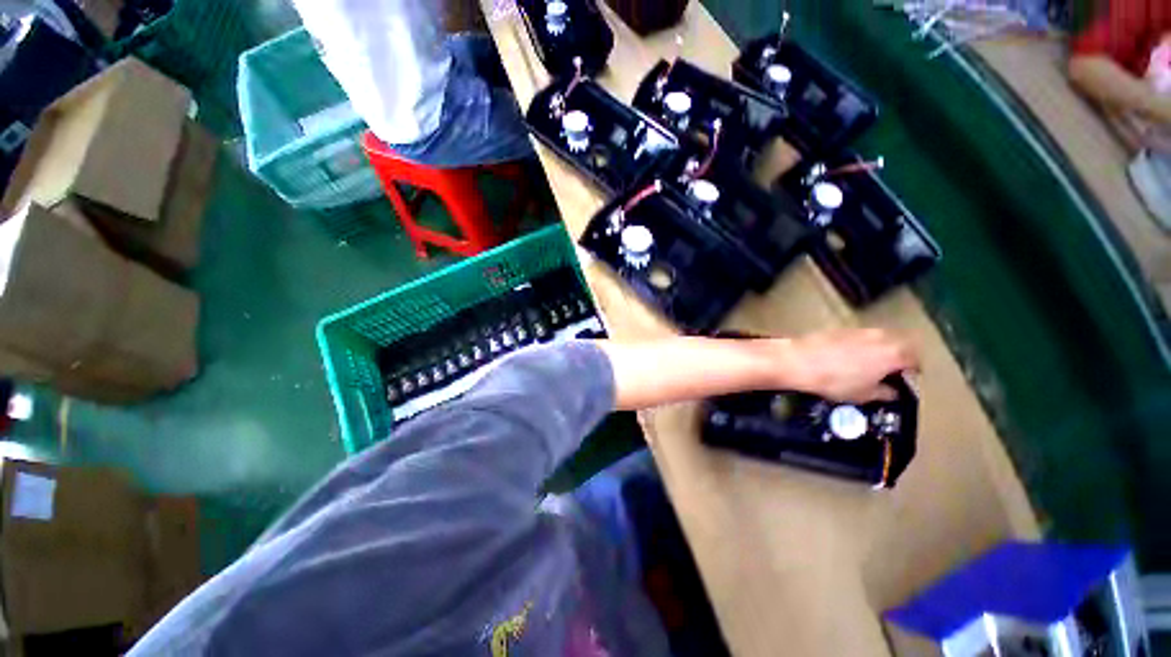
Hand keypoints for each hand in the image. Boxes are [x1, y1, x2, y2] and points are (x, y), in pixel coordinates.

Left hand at [765, 329, 918, 402]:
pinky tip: (846, 358)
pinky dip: (860, 346)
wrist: (799, 361)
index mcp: (894, 353)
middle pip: (900, 345)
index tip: (904, 383)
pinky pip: (859, 337)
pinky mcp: (840, 328)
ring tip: (867, 367)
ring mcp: (860, 330)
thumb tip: (892, 392)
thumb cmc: (836, 381)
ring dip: (879, 350)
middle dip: (898, 359)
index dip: (912, 373)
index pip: (916, 360)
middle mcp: (881, 336)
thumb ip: (885, 393)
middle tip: (888, 374)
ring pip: (880, 339)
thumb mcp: (865, 395)